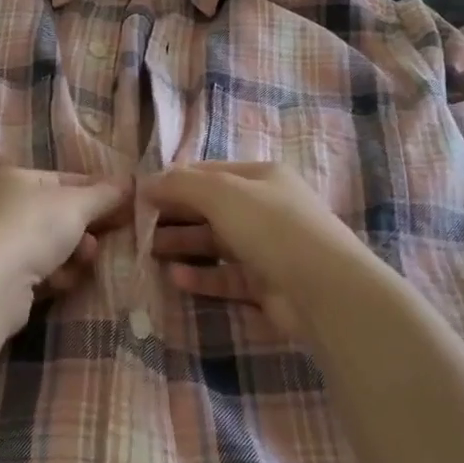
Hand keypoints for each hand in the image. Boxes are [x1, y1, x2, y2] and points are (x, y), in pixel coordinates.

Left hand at [0, 168, 130, 329]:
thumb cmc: (33, 226)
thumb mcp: (76, 204)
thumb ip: (105, 194)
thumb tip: (130, 182)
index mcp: (14, 178)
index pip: (65, 180)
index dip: (98, 192)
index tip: (127, 206)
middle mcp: (2, 206)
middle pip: (59, 215)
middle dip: (86, 228)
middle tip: (110, 236)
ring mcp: (0, 243)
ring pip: (52, 246)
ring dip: (74, 254)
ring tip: (85, 260)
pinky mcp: (3, 279)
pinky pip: (41, 272)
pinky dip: (57, 276)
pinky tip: (64, 281)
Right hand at [143, 162, 369, 337]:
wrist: (325, 289)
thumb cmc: (272, 227)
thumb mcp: (222, 193)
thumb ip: (181, 185)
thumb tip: (145, 182)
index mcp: (261, 177)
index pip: (208, 173)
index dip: (173, 181)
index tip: (140, 195)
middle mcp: (265, 208)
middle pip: (209, 208)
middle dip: (174, 215)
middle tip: (138, 227)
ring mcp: (266, 248)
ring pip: (215, 243)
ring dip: (182, 246)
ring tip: (148, 253)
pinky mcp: (265, 284)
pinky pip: (225, 276)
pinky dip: (201, 277)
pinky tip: (175, 279)